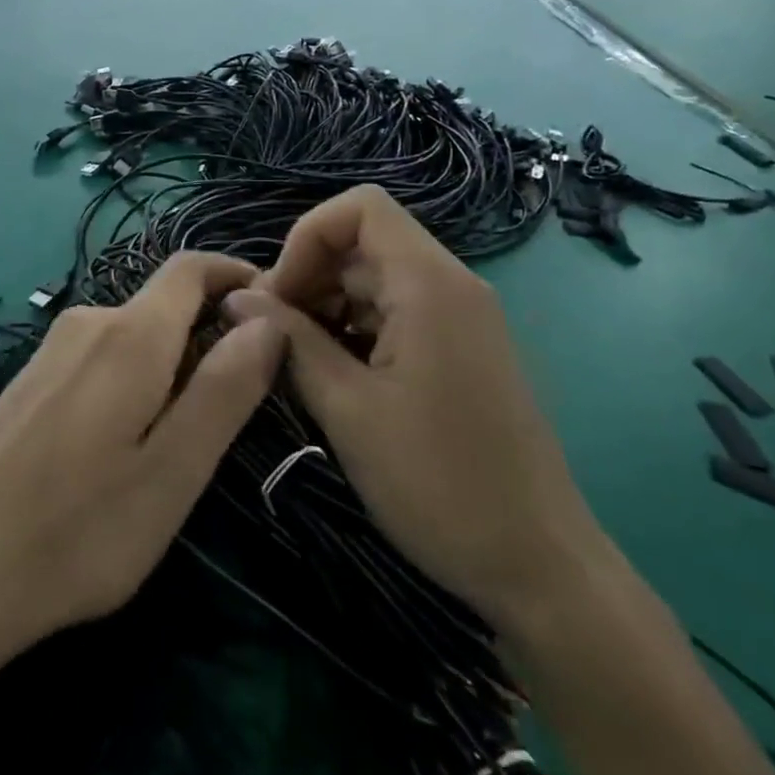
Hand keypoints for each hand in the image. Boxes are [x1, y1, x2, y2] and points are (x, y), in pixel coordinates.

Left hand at [0, 252, 284, 671]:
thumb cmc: (77, 531)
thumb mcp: (173, 471)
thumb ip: (225, 388)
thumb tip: (269, 318)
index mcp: (130, 335)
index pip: (191, 267)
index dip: (236, 275)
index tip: (274, 311)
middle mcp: (87, 323)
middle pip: (163, 305)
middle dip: (208, 335)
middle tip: (235, 408)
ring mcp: (50, 351)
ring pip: (132, 336)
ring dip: (170, 365)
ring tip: (180, 441)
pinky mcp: (28, 381)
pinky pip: (99, 358)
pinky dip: (132, 380)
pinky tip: (120, 448)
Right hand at [224, 186, 605, 632]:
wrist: (537, 566)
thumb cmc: (437, 483)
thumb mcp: (347, 408)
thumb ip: (290, 340)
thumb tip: (237, 297)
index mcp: (429, 284)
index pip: (360, 207)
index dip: (307, 236)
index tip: (278, 295)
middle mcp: (451, 284)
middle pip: (364, 241)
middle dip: (309, 274)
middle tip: (272, 334)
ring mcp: (461, 317)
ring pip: (376, 278)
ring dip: (328, 304)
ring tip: (297, 359)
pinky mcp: (461, 348)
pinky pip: (397, 311)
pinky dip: (356, 327)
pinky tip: (334, 375)